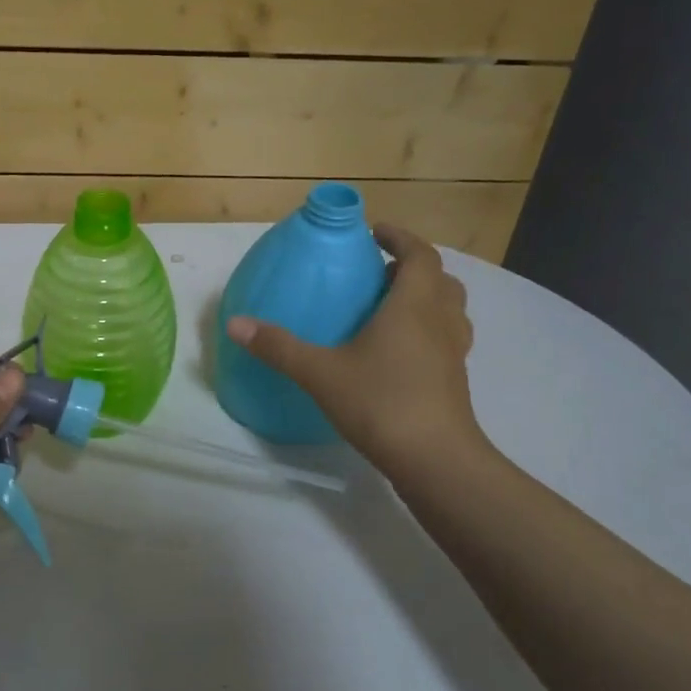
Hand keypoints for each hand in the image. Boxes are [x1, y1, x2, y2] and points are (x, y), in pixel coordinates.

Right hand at [224, 223, 486, 478]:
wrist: (435, 459)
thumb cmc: (381, 402)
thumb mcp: (320, 372)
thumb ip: (278, 346)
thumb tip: (235, 323)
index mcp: (413, 305)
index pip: (419, 254)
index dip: (400, 237)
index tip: (375, 232)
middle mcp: (440, 321)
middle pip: (439, 279)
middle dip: (411, 268)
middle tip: (378, 273)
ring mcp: (454, 352)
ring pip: (449, 309)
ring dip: (426, 298)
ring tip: (389, 308)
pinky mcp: (455, 379)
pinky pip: (447, 338)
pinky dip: (428, 330)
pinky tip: (397, 352)